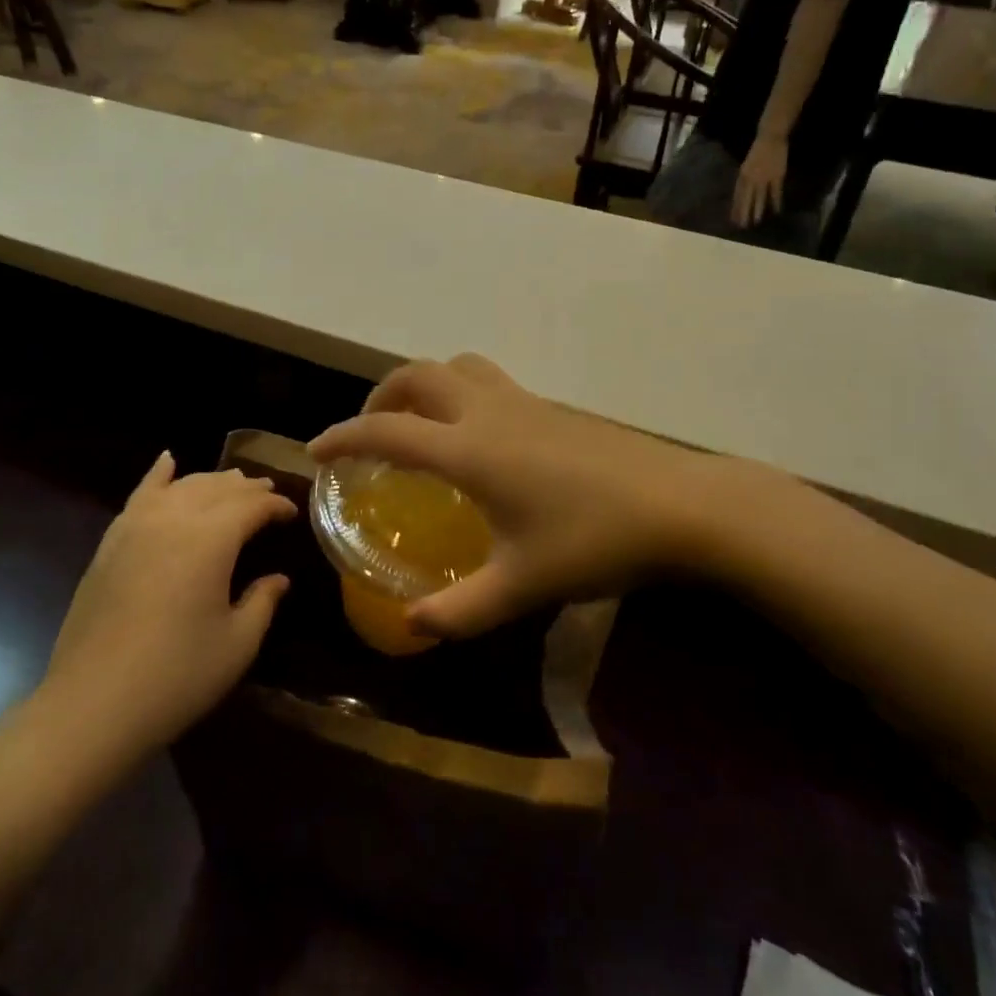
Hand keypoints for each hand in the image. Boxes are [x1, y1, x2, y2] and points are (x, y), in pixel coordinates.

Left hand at [39, 454, 295, 750]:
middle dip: (247, 489)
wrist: (93, 705)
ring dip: (211, 481)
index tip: (293, 514)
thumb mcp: (238, 644)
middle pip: (217, 489)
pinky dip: (157, 475)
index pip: (252, 506)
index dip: (276, 506)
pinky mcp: (110, 544)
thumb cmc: (177, 676)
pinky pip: (139, 495)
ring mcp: (135, 528)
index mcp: (211, 540)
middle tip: (267, 496)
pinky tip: (168, 461)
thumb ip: (262, 602)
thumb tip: (278, 579)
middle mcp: (174, 520)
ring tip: (231, 484)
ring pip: (181, 486)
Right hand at [308, 356, 721, 639]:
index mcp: (469, 449)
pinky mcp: (551, 406)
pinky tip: (477, 439)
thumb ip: (461, 611)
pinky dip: (460, 393)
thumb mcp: (523, 586)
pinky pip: (488, 382)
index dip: (343, 437)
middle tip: (370, 433)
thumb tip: (412, 628)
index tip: (316, 452)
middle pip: (417, 375)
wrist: (680, 505)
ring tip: (418, 424)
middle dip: (381, 397)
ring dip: (424, 385)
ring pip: (456, 368)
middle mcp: (487, 411)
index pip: (386, 431)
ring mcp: (523, 401)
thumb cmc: (594, 540)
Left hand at [731, 133, 786, 227]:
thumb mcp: (746, 165)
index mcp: (742, 176)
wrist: (770, 138)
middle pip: (746, 199)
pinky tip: (776, 210)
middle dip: (744, 213)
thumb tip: (742, 192)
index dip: (735, 208)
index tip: (733, 220)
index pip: (737, 196)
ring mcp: (764, 178)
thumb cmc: (757, 151)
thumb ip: (744, 178)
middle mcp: (751, 179)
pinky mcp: (777, 176)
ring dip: (757, 210)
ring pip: (759, 197)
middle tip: (742, 226)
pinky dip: (776, 201)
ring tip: (755, 222)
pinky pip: (776, 192)